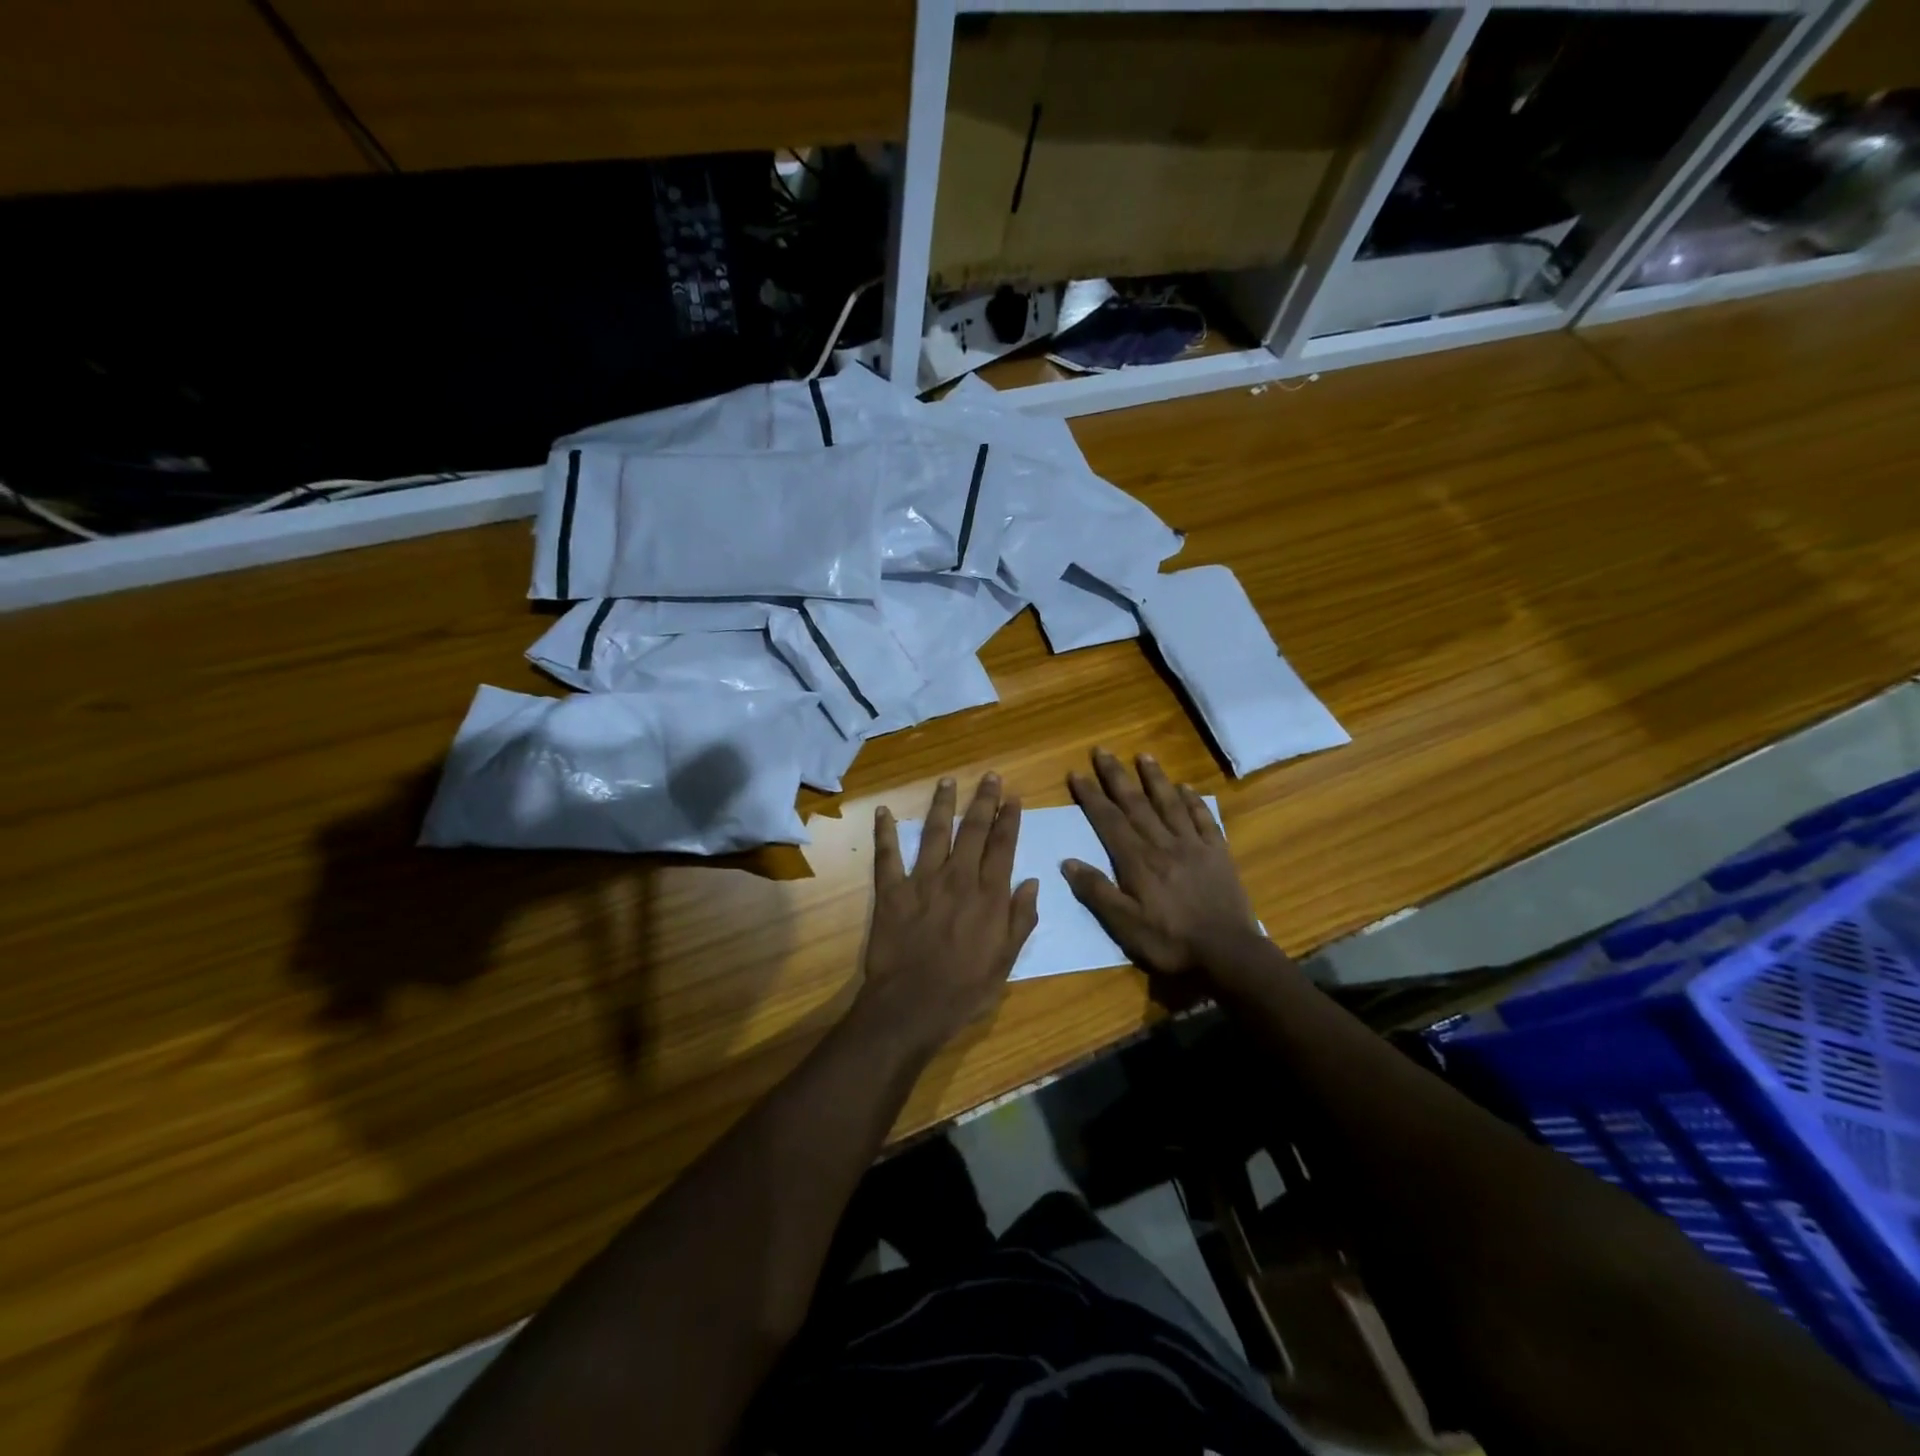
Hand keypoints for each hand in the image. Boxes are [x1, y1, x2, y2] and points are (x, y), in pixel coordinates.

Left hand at [860, 774, 1040, 1052]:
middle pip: (973, 830)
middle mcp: (958, 878)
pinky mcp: (891, 891)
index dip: (1009, 819)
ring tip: (947, 781)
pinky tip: (883, 810)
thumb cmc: (966, 989)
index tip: (1013, 796)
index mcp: (989, 895)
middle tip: (989, 776)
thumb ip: (1021, 919)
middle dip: (983, 800)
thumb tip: (1032, 882)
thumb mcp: (1007, 960)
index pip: (1003, 846)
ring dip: (941, 804)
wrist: (912, 1006)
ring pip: (934, 832)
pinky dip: (884, 832)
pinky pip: (887, 856)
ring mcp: (922, 881)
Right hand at [1063, 749, 1261, 976]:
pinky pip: (1203, 819)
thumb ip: (1097, 892)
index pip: (1108, 820)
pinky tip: (1187, 787)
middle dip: (1116, 776)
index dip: (1091, 796)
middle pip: (1136, 803)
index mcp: (1137, 861)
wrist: (1228, 952)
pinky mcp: (1218, 853)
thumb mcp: (1124, 926)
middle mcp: (1163, 844)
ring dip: (1154, 778)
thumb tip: (1068, 862)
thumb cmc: (1171, 942)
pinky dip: (1194, 801)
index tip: (1076, 773)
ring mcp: (1193, 845)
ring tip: (1143, 755)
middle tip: (1102, 751)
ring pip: (1170, 803)